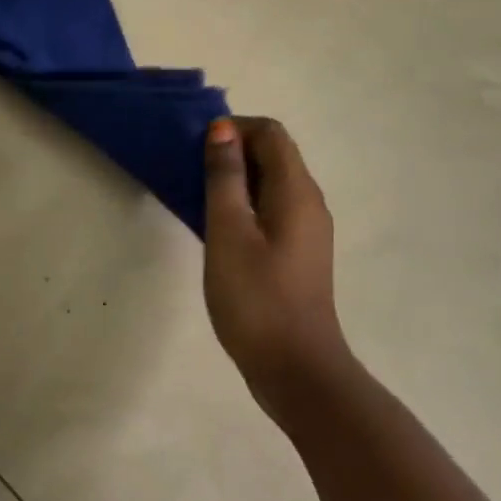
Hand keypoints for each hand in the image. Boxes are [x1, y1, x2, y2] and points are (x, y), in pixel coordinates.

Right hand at [203, 116, 348, 414]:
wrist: (296, 370)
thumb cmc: (256, 298)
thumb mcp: (229, 231)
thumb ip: (225, 177)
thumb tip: (223, 130)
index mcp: (297, 191)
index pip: (271, 133)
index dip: (234, 129)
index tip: (198, 149)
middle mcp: (309, 202)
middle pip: (274, 154)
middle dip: (233, 152)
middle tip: (192, 172)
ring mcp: (307, 230)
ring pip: (271, 183)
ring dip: (236, 179)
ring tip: (198, 199)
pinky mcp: (299, 253)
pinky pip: (272, 209)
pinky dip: (245, 205)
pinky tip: (218, 229)